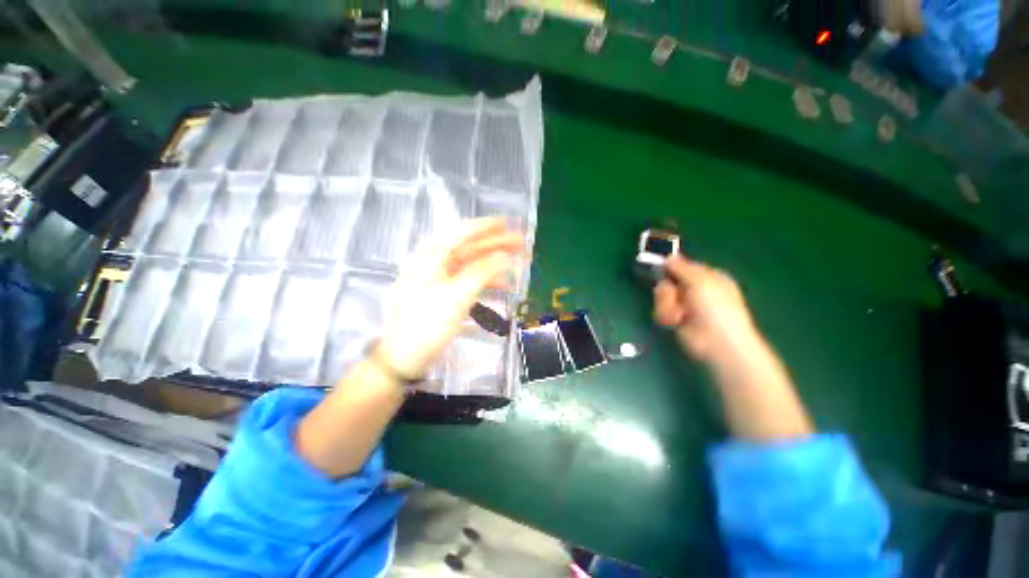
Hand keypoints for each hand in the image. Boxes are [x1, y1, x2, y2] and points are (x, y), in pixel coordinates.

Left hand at [377, 218, 522, 377]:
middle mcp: (434, 263)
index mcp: (431, 257)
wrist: (404, 357)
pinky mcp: (444, 294)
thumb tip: (504, 256)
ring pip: (471, 264)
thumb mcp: (457, 297)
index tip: (508, 223)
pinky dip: (485, 281)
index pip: (462, 233)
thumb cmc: (428, 324)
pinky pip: (468, 280)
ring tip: (518, 263)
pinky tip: (502, 285)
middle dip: (496, 244)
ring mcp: (439, 279)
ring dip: (494, 264)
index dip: (486, 227)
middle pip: (470, 248)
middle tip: (521, 243)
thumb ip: (482, 273)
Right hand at [653, 255, 759, 363]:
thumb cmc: (715, 307)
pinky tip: (676, 322)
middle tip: (674, 295)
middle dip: (668, 289)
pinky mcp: (675, 319)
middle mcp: (695, 290)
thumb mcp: (701, 280)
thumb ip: (682, 267)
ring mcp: (684, 305)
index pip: (683, 266)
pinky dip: (667, 316)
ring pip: (662, 296)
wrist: (716, 342)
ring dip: (667, 305)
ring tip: (679, 315)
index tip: (660, 265)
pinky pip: (660, 311)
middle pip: (668, 281)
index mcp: (708, 277)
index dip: (672, 266)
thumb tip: (669, 257)